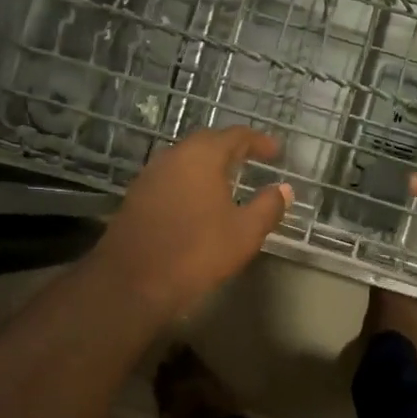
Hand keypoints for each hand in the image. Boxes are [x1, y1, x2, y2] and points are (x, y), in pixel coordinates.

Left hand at [94, 127, 292, 319]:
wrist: (132, 281)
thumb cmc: (197, 252)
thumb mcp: (244, 232)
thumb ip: (267, 206)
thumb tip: (284, 189)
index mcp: (201, 157)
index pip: (235, 136)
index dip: (259, 141)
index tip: (276, 151)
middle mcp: (173, 157)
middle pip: (207, 142)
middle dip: (233, 148)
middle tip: (253, 159)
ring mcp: (150, 176)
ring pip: (186, 160)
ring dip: (209, 164)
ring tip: (229, 179)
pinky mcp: (137, 197)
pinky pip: (171, 178)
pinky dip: (191, 181)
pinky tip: (200, 200)